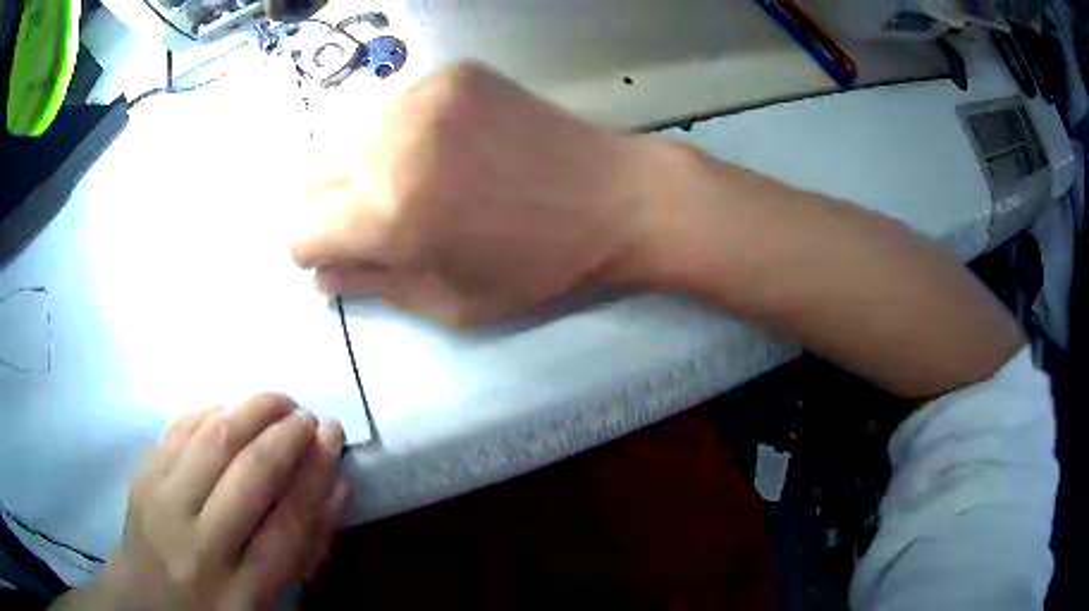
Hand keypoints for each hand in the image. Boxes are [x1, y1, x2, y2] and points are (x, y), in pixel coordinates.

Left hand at [63, 396, 348, 610]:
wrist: (145, 602)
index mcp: (241, 593)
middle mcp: (199, 547)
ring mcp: (162, 506)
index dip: (315, 474)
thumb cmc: (215, 610)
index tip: (332, 438)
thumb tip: (333, 487)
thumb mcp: (269, 601)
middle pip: (249, 475)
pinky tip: (230, 408)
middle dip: (286, 436)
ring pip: (212, 441)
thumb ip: (303, 550)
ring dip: (251, 410)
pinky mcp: (141, 477)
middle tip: (308, 417)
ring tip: (278, 401)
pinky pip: (179, 431)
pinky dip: (210, 412)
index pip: (287, 524)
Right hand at [291, 62, 655, 326]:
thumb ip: (374, 287)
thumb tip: (323, 275)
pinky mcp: (454, 75)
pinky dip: (403, 136)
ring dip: (365, 169)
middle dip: (334, 209)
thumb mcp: (454, 302)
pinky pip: (396, 109)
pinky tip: (448, 151)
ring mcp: (425, 96)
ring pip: (351, 139)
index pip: (302, 231)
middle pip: (315, 177)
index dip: (316, 251)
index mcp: (390, 212)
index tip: (344, 256)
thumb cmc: (542, 267)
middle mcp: (393, 143)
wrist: (618, 196)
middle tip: (378, 222)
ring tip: (420, 185)